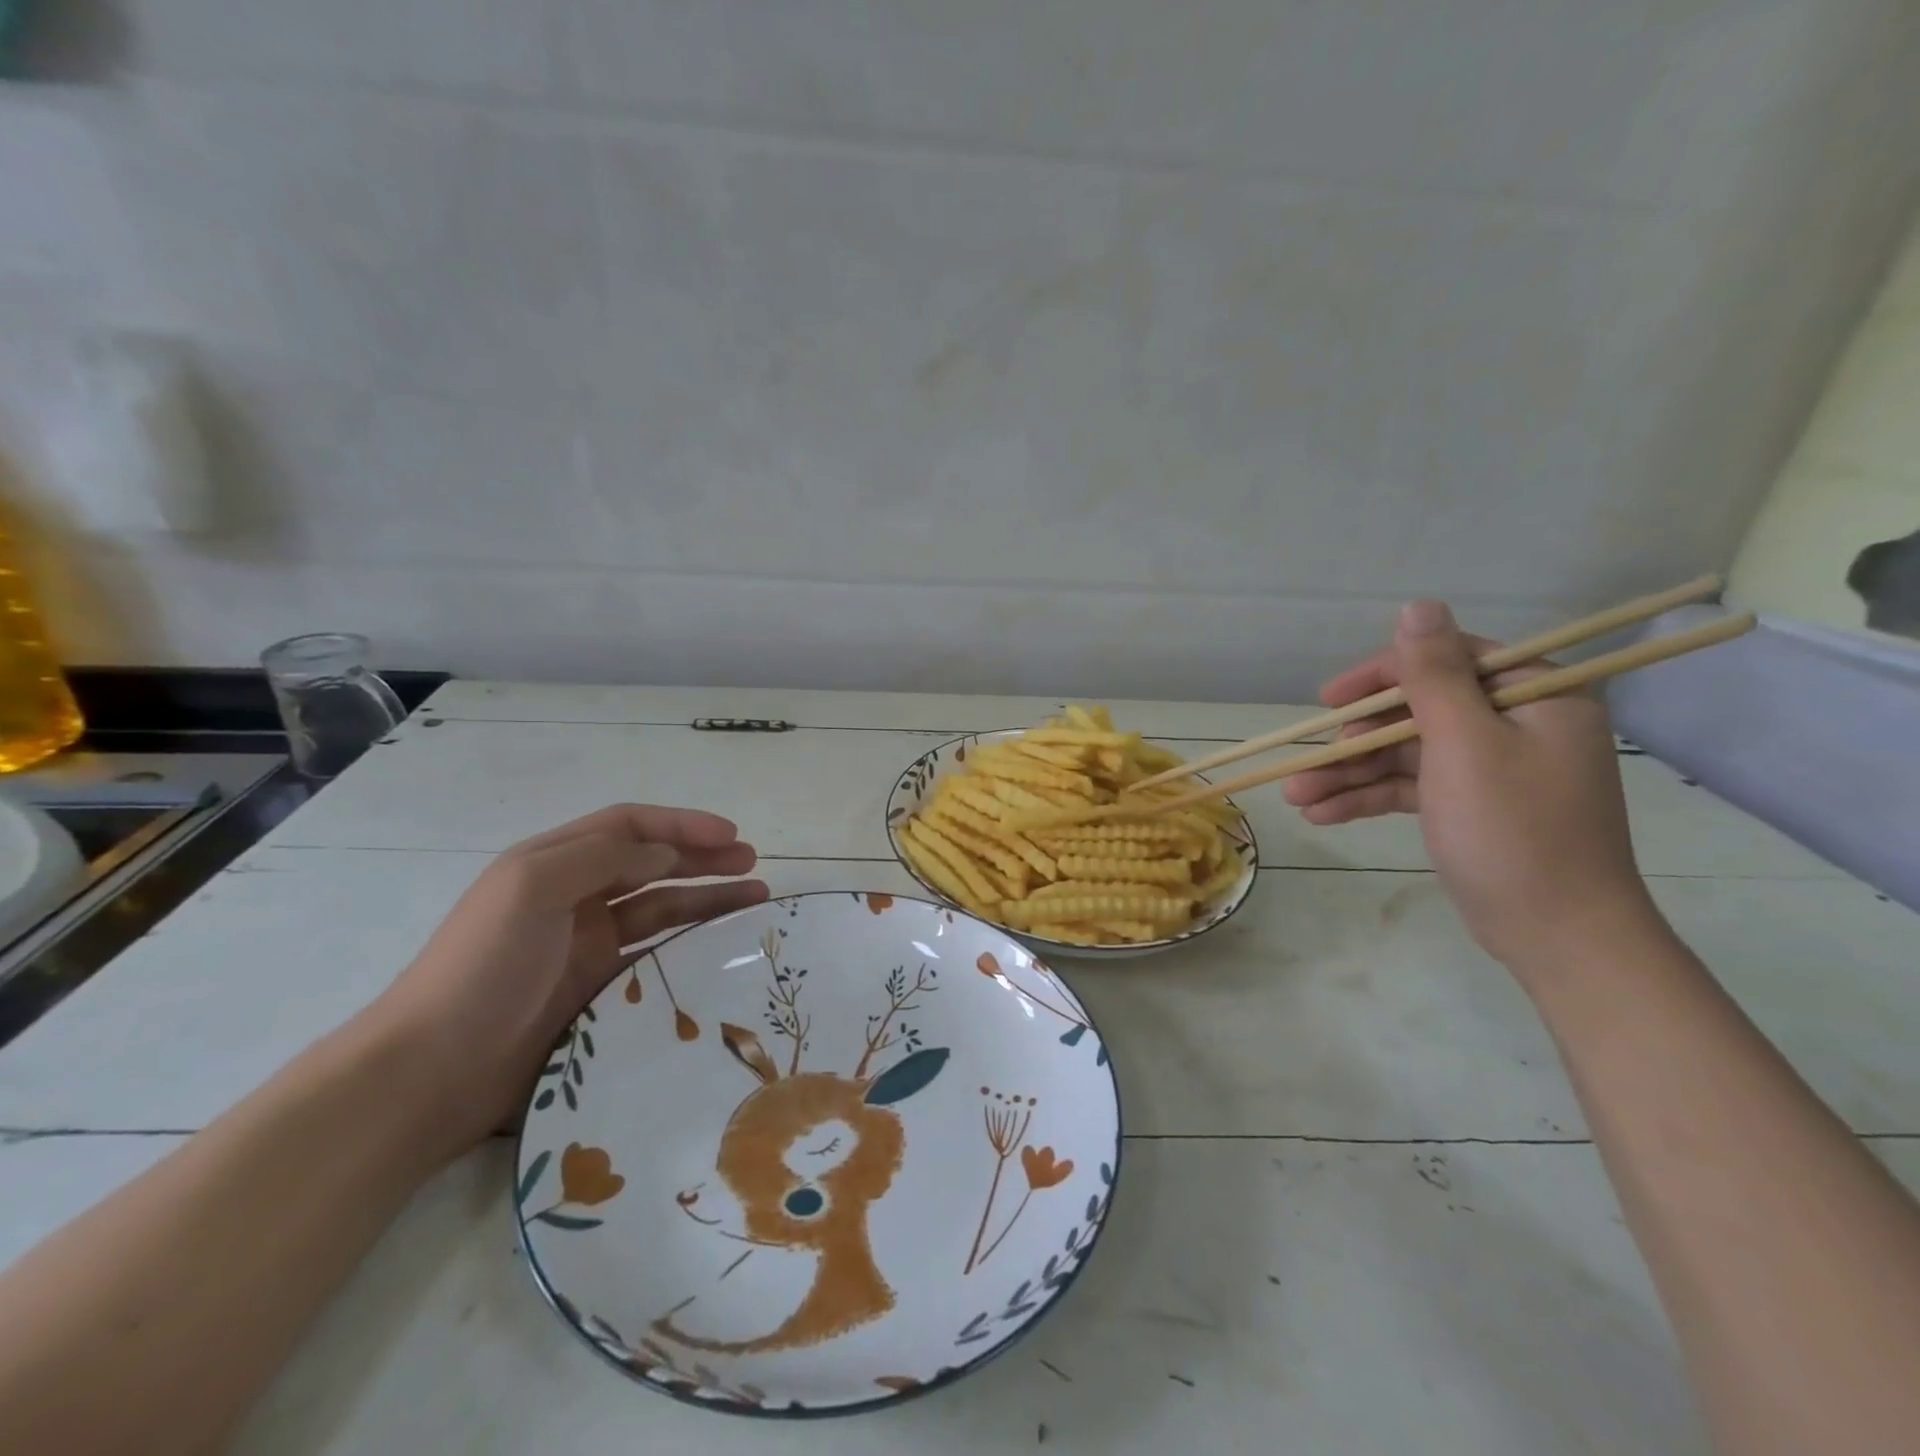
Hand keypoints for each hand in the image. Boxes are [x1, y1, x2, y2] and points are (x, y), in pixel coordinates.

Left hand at [374, 805, 767, 1157]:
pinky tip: (719, 944)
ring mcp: (586, 944)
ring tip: (755, 898)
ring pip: (661, 907)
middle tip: (753, 864)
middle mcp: (574, 894)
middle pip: (652, 863)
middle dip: (704, 857)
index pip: (629, 826)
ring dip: (707, 898)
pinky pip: (654, 953)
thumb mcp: (533, 887)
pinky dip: (689, 943)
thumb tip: (666, 856)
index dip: (682, 824)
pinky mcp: (598, 988)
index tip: (731, 835)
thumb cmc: (483, 965)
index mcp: (554, 861)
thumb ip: (603, 859)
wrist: (432, 1071)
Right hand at [1284, 601, 1656, 971]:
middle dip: (1355, 741)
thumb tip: (1417, 606)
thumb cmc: (1513, 830)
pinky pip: (1410, 787)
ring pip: (1405, 754)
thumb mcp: (1465, 744)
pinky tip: (1320, 814)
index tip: (1330, 700)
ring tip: (1295, 796)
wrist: (1557, 935)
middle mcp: (1515, 723)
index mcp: (1534, 696)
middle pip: (1416, 712)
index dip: (1382, 676)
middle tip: (1307, 762)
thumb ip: (1434, 675)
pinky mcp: (1470, 805)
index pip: (1447, 661)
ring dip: (1350, 774)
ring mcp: (1491, 767)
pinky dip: (1368, 798)